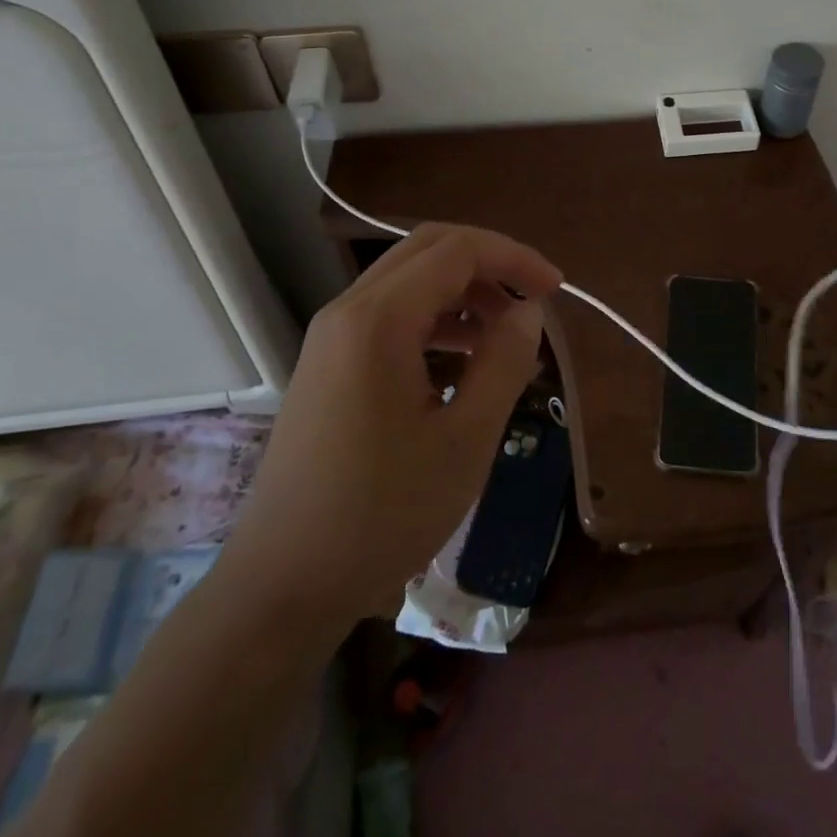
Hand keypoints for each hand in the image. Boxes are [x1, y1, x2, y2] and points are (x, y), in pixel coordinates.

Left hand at [217, 223, 561, 626]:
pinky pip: (390, 316)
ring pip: (409, 282)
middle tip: (533, 301)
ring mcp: (331, 338)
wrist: (281, 586)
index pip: (458, 249)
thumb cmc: (382, 514)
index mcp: (378, 319)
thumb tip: (528, 310)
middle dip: (490, 265)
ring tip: (506, 338)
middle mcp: (348, 311)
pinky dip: (435, 321)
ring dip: (464, 294)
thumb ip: (504, 361)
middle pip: (429, 251)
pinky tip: (464, 363)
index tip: (555, 289)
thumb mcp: (465, 439)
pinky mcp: (328, 365)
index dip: (514, 258)